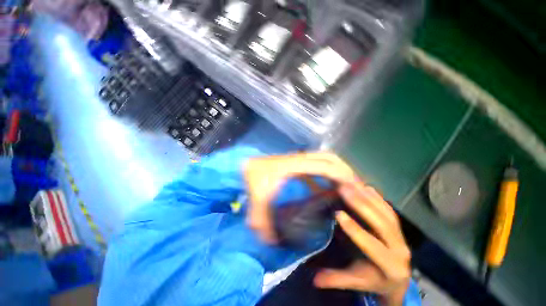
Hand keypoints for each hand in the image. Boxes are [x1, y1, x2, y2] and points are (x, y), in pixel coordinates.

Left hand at [244, 152, 410, 304]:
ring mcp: (298, 158)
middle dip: (345, 170)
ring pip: (325, 158)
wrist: (244, 165)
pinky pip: (317, 164)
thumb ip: (262, 223)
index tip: (354, 190)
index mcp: (294, 165)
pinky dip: (326, 173)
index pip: (324, 166)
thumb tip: (271, 244)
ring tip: (346, 187)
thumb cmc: (251, 178)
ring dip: (337, 169)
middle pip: (329, 157)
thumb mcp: (257, 201)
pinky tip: (325, 187)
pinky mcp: (297, 162)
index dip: (341, 176)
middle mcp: (299, 159)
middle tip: (355, 188)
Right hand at [313, 184, 410, 305]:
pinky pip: (388, 209)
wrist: (398, 278)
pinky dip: (377, 197)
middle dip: (361, 205)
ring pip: (385, 213)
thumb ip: (337, 280)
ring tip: (351, 184)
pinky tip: (366, 187)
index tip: (338, 213)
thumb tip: (314, 280)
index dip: (355, 229)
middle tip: (343, 189)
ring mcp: (401, 236)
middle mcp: (400, 249)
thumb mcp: (356, 281)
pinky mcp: (398, 227)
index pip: (372, 245)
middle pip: (381, 224)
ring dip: (367, 197)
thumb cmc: (374, 279)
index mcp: (390, 266)